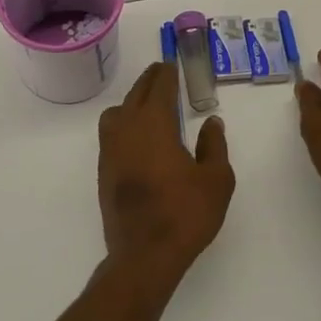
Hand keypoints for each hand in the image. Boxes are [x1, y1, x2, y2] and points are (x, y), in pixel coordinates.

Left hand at [98, 62, 234, 284]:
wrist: (144, 255)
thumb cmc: (185, 214)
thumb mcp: (216, 180)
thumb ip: (214, 146)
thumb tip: (211, 123)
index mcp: (154, 124)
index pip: (159, 87)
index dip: (167, 73)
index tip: (172, 65)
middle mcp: (127, 129)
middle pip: (135, 94)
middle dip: (149, 81)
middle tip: (162, 74)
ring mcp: (110, 150)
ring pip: (117, 112)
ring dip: (132, 101)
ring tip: (149, 105)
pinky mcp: (104, 171)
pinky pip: (111, 134)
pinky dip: (124, 124)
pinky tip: (138, 137)